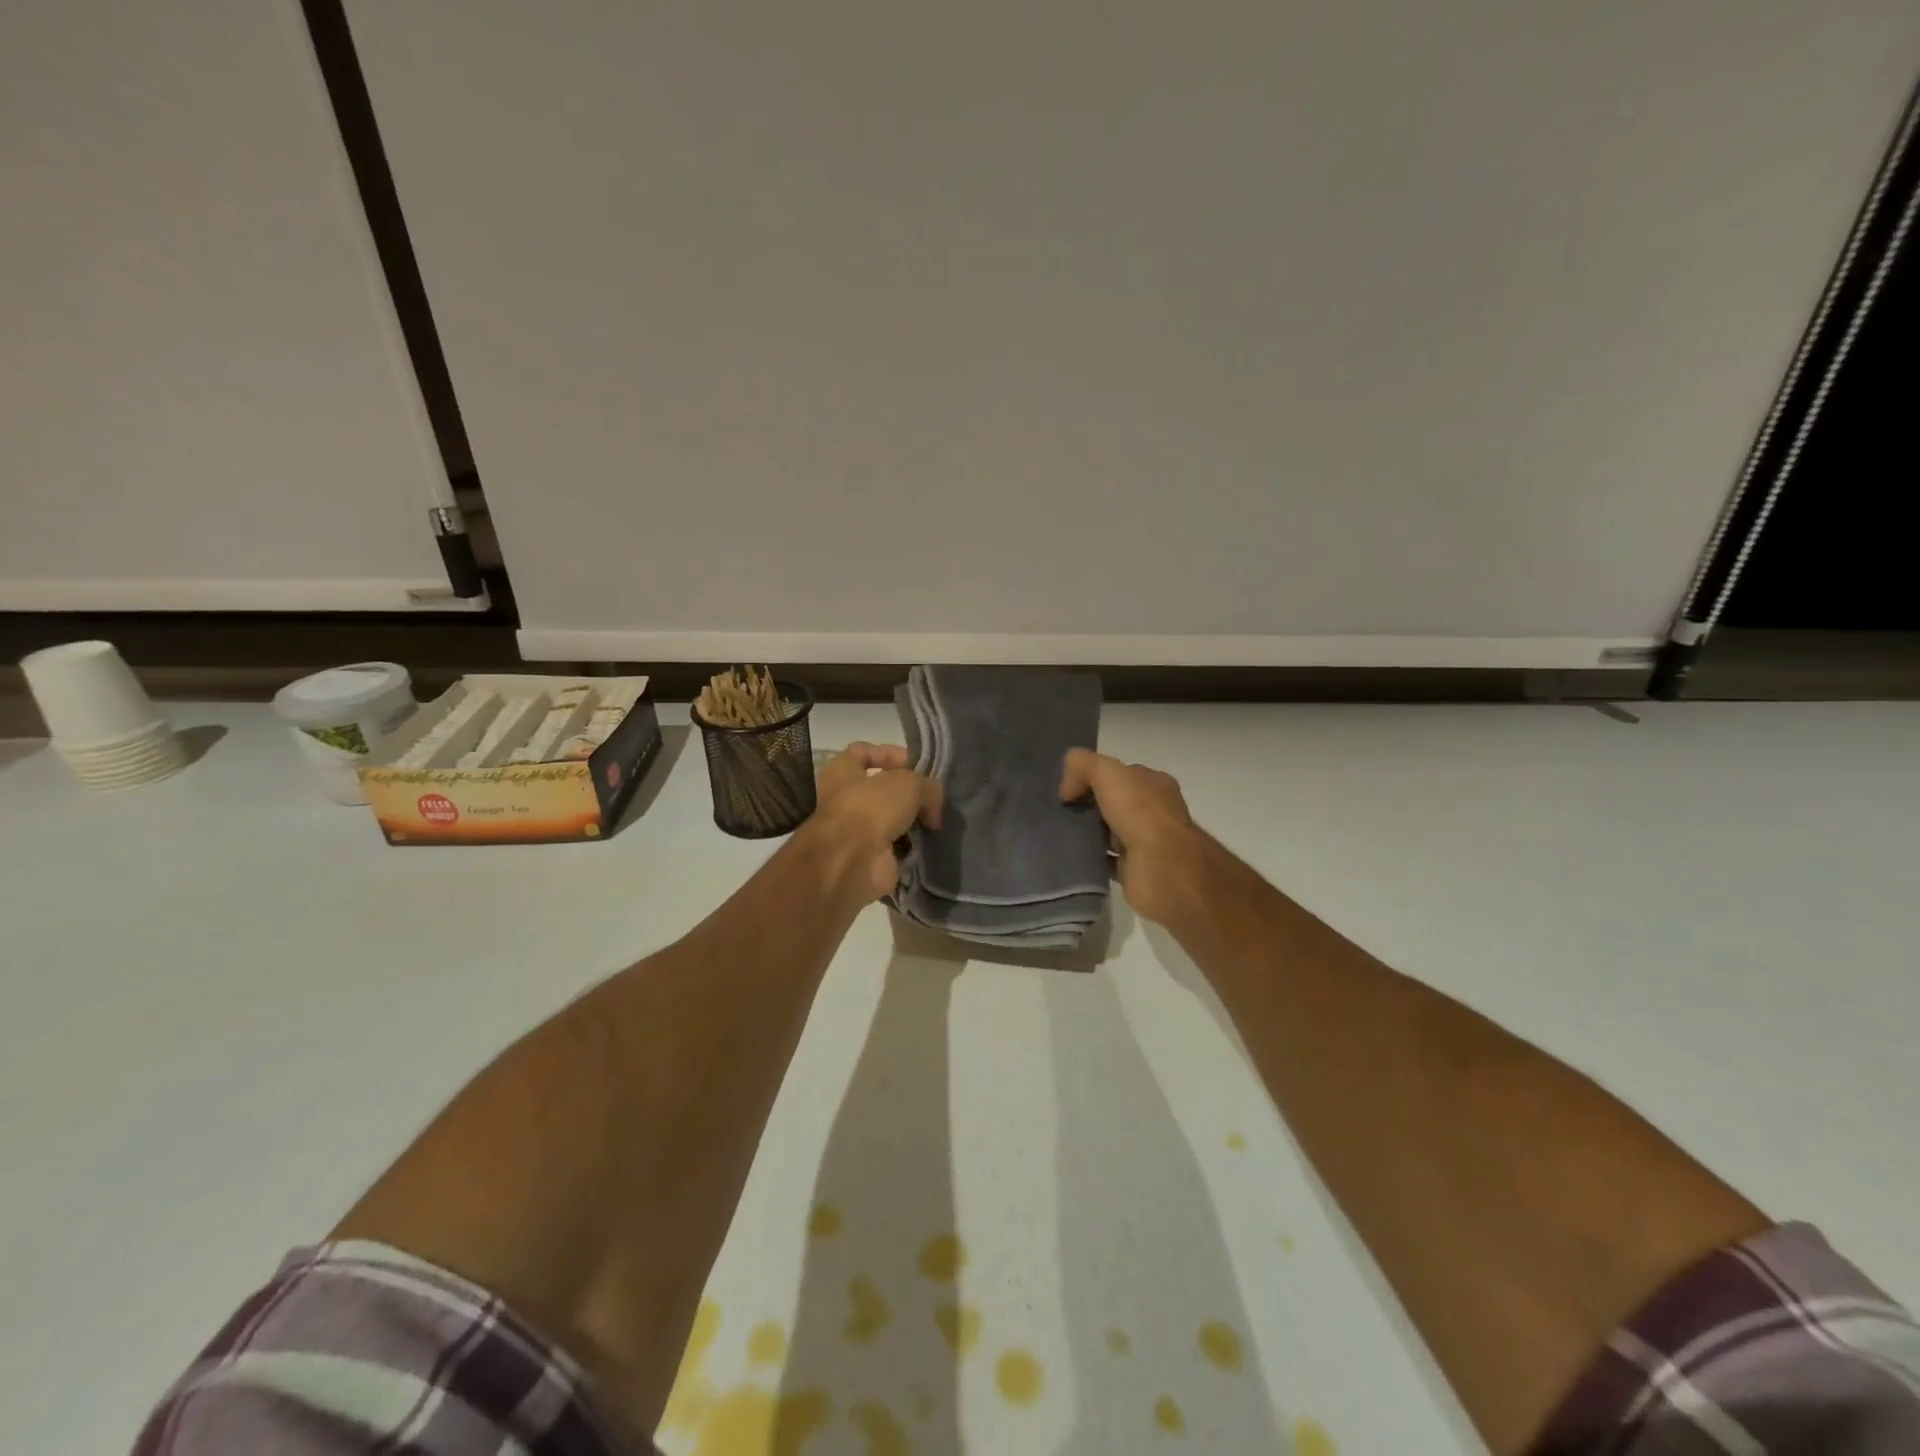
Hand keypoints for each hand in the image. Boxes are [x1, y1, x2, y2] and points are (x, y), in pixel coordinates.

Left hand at [808, 742, 943, 901]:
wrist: (853, 861)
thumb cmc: (872, 807)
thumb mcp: (909, 782)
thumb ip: (928, 786)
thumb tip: (933, 809)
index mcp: (841, 771)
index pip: (863, 752)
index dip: (891, 754)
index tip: (918, 764)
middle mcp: (845, 798)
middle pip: (883, 789)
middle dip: (910, 793)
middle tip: (934, 798)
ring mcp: (856, 830)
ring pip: (892, 819)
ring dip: (913, 821)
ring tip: (937, 820)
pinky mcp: (869, 856)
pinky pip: (897, 846)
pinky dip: (913, 846)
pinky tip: (930, 843)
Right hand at [1059, 749, 1203, 923]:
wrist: (1162, 868)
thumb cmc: (1140, 813)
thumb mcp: (1108, 772)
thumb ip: (1084, 765)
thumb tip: (1067, 787)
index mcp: (1156, 784)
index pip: (1122, 775)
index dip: (1095, 778)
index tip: (1070, 791)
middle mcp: (1157, 811)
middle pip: (1117, 803)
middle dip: (1093, 807)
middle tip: (1065, 813)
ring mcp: (1151, 842)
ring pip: (1114, 832)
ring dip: (1093, 834)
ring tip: (1066, 835)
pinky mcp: (1140, 870)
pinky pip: (1111, 861)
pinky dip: (1096, 859)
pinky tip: (1078, 858)